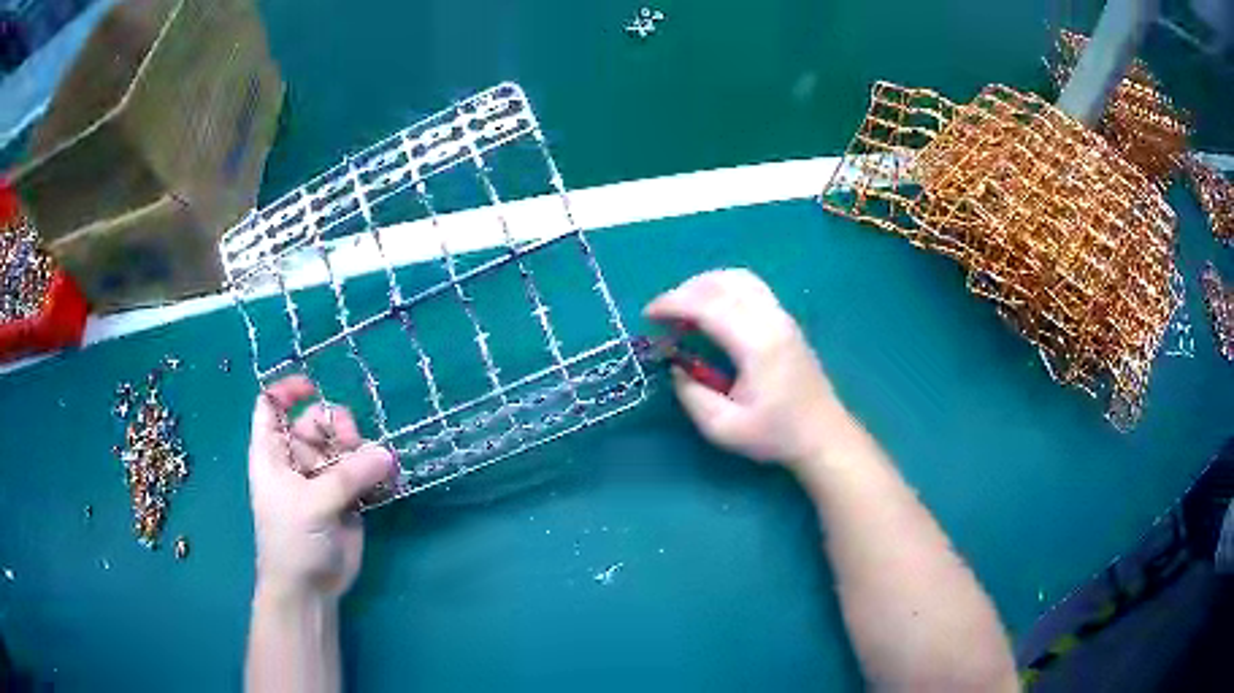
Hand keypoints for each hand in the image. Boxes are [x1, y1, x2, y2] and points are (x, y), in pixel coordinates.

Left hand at [248, 375, 395, 602]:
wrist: (309, 588)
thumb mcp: (313, 503)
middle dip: (337, 425)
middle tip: (353, 445)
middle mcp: (296, 460)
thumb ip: (349, 476)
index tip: (313, 387)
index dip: (287, 391)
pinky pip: (364, 471)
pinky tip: (386, 480)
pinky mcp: (347, 497)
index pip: (271, 406)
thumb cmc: (293, 540)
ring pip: (345, 446)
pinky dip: (376, 470)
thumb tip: (387, 454)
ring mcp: (323, 478)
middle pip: (316, 422)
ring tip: (376, 470)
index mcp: (273, 453)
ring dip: (363, 450)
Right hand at [645, 269, 848, 470]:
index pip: (708, 305)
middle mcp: (771, 319)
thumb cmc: (776, 434)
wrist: (823, 434)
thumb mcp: (724, 428)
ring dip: (705, 285)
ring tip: (685, 309)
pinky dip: (724, 288)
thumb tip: (676, 367)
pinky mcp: (786, 320)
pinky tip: (713, 310)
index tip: (648, 315)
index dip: (673, 303)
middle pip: (722, 283)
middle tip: (663, 315)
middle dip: (685, 291)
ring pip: (738, 278)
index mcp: (756, 343)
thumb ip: (692, 396)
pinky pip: (751, 287)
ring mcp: (782, 315)